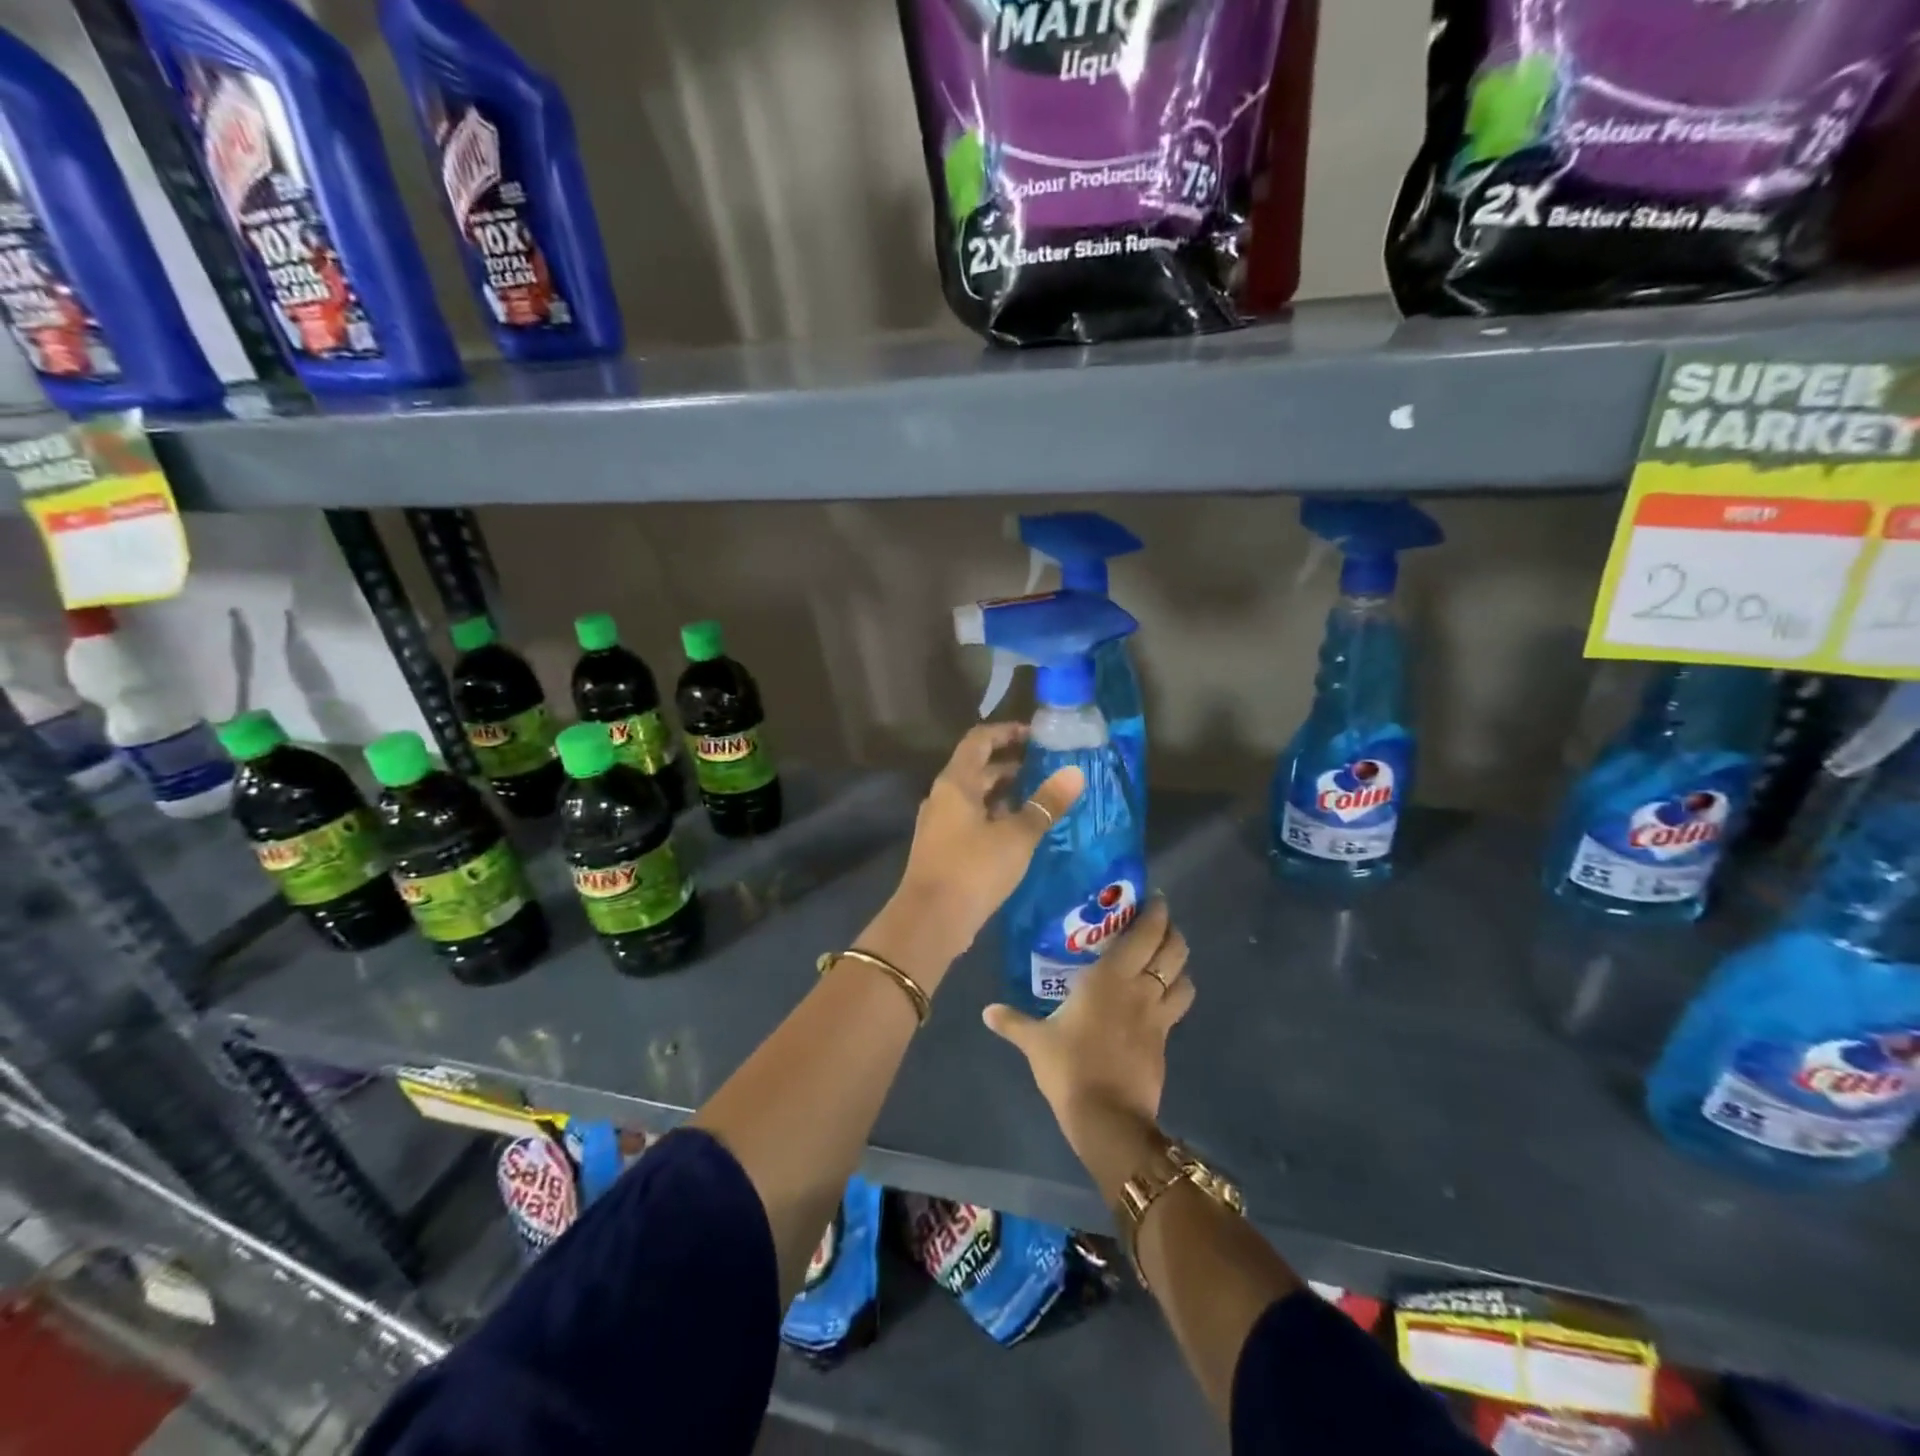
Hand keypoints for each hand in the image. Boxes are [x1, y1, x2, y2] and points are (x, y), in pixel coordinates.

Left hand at [878, 724, 1083, 967]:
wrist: (931, 921)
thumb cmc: (973, 868)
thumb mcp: (1017, 836)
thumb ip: (1046, 804)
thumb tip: (1075, 773)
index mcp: (956, 783)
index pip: (979, 740)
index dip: (1007, 733)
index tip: (1036, 736)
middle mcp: (943, 797)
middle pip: (977, 770)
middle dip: (1011, 766)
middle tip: (1047, 769)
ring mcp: (940, 825)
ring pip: (976, 798)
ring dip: (1005, 795)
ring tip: (1041, 800)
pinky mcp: (944, 850)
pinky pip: (972, 822)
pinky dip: (996, 819)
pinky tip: (1021, 833)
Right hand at [982, 895, 1192, 1160]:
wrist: (1107, 1116)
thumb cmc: (1069, 1067)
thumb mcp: (1036, 1042)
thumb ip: (1013, 1022)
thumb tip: (987, 1011)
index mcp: (1110, 977)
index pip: (1145, 934)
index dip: (1155, 913)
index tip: (1153, 899)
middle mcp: (1140, 988)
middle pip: (1173, 949)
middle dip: (1172, 931)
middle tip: (1160, 923)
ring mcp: (1157, 1016)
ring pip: (1184, 977)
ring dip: (1180, 963)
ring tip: (1167, 957)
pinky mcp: (1165, 1041)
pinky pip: (1178, 1007)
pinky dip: (1177, 994)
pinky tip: (1162, 998)